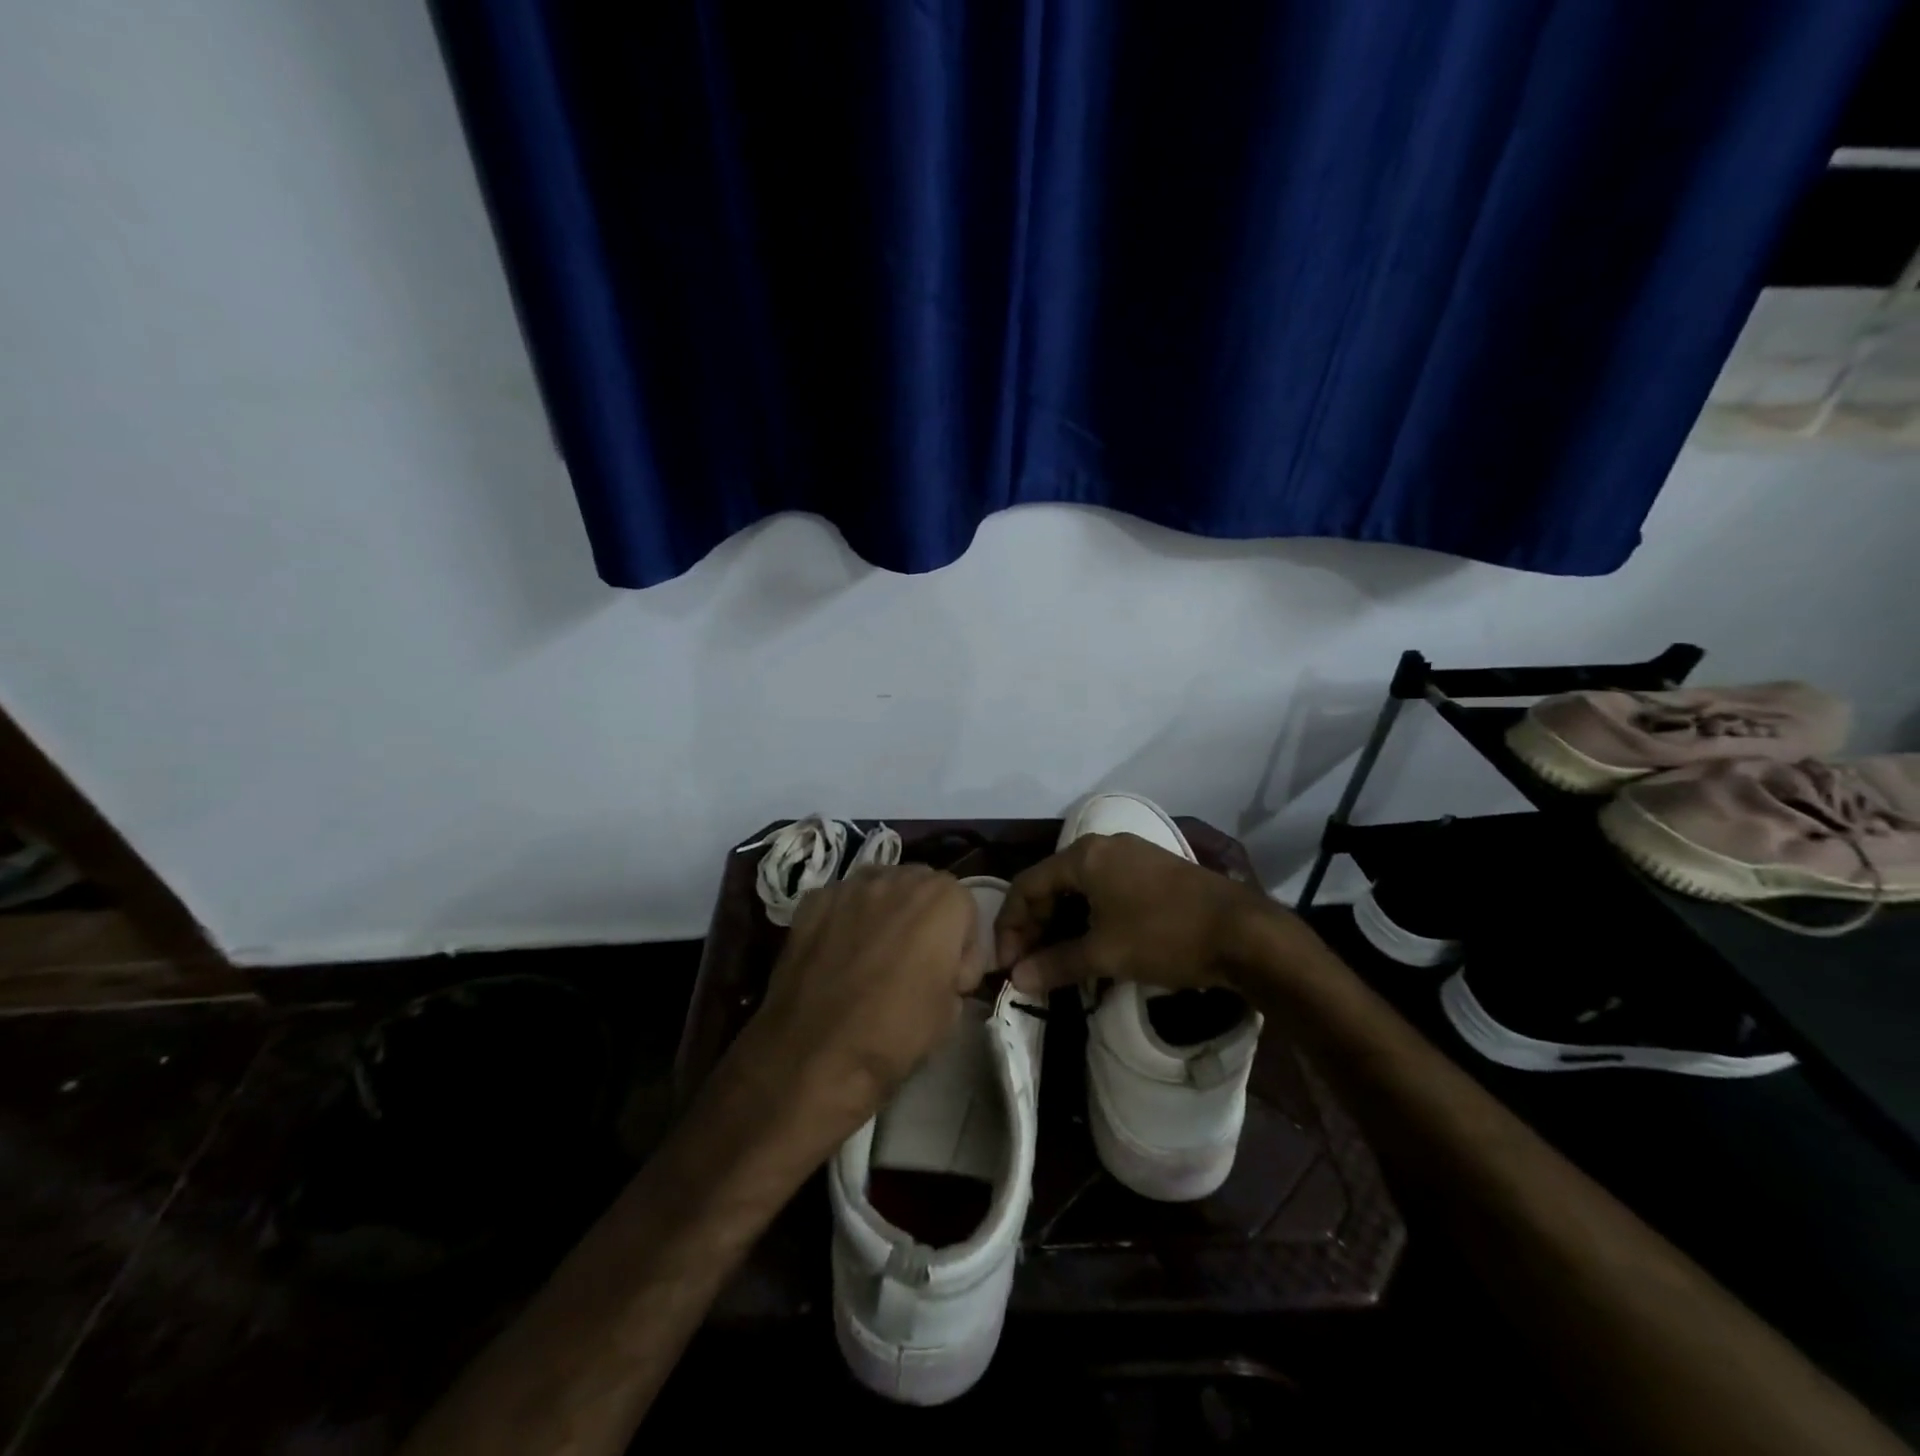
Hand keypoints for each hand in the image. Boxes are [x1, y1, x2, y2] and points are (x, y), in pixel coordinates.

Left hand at [741, 865, 983, 1151]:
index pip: (966, 907)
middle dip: (926, 918)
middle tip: (917, 962)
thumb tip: (942, 969)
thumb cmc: (895, 1032)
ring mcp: (850, 886)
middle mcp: (897, 878)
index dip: (962, 946)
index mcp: (941, 899)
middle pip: (923, 886)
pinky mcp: (813, 901)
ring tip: (876, 952)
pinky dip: (848, 918)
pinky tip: (840, 954)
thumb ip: (955, 970)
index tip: (952, 980)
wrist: (815, 1053)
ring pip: (881, 885)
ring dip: (887, 910)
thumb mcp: (951, 1010)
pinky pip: (842, 900)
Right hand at [995, 832, 1283, 993]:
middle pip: (1052, 884)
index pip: (1027, 886)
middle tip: (1029, 964)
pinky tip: (1093, 945)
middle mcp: (1104, 846)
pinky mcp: (1154, 871)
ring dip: (1062, 924)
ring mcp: (1132, 856)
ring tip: (1057, 960)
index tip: (1008, 964)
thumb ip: (1056, 964)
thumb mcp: (1106, 954)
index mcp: (1085, 856)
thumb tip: (1017, 980)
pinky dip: (1090, 917)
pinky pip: (1106, 890)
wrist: (1243, 932)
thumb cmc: (1165, 935)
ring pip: (1080, 888)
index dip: (1010, 926)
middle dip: (1035, 926)